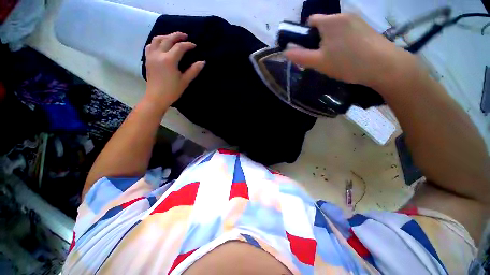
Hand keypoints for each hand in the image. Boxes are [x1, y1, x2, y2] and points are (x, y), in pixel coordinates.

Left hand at [144, 32, 204, 105]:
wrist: (156, 97)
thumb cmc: (172, 91)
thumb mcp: (185, 81)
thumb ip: (194, 70)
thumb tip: (202, 62)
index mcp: (169, 60)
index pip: (180, 47)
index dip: (188, 45)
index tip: (194, 46)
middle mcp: (159, 54)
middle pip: (168, 39)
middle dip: (177, 36)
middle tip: (185, 36)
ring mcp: (151, 56)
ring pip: (157, 39)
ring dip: (166, 36)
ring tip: (173, 38)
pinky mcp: (147, 59)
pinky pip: (150, 45)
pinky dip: (156, 42)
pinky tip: (161, 45)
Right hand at [284, 14, 413, 87]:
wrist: (383, 66)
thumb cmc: (347, 63)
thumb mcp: (319, 62)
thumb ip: (300, 57)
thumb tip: (285, 52)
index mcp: (330, 21)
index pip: (310, 21)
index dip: (306, 36)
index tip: (310, 50)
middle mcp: (343, 15)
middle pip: (323, 26)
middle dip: (319, 41)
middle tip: (323, 59)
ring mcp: (357, 20)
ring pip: (336, 30)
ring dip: (331, 42)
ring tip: (336, 59)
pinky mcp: (366, 28)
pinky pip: (347, 32)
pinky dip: (343, 42)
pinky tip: (349, 56)